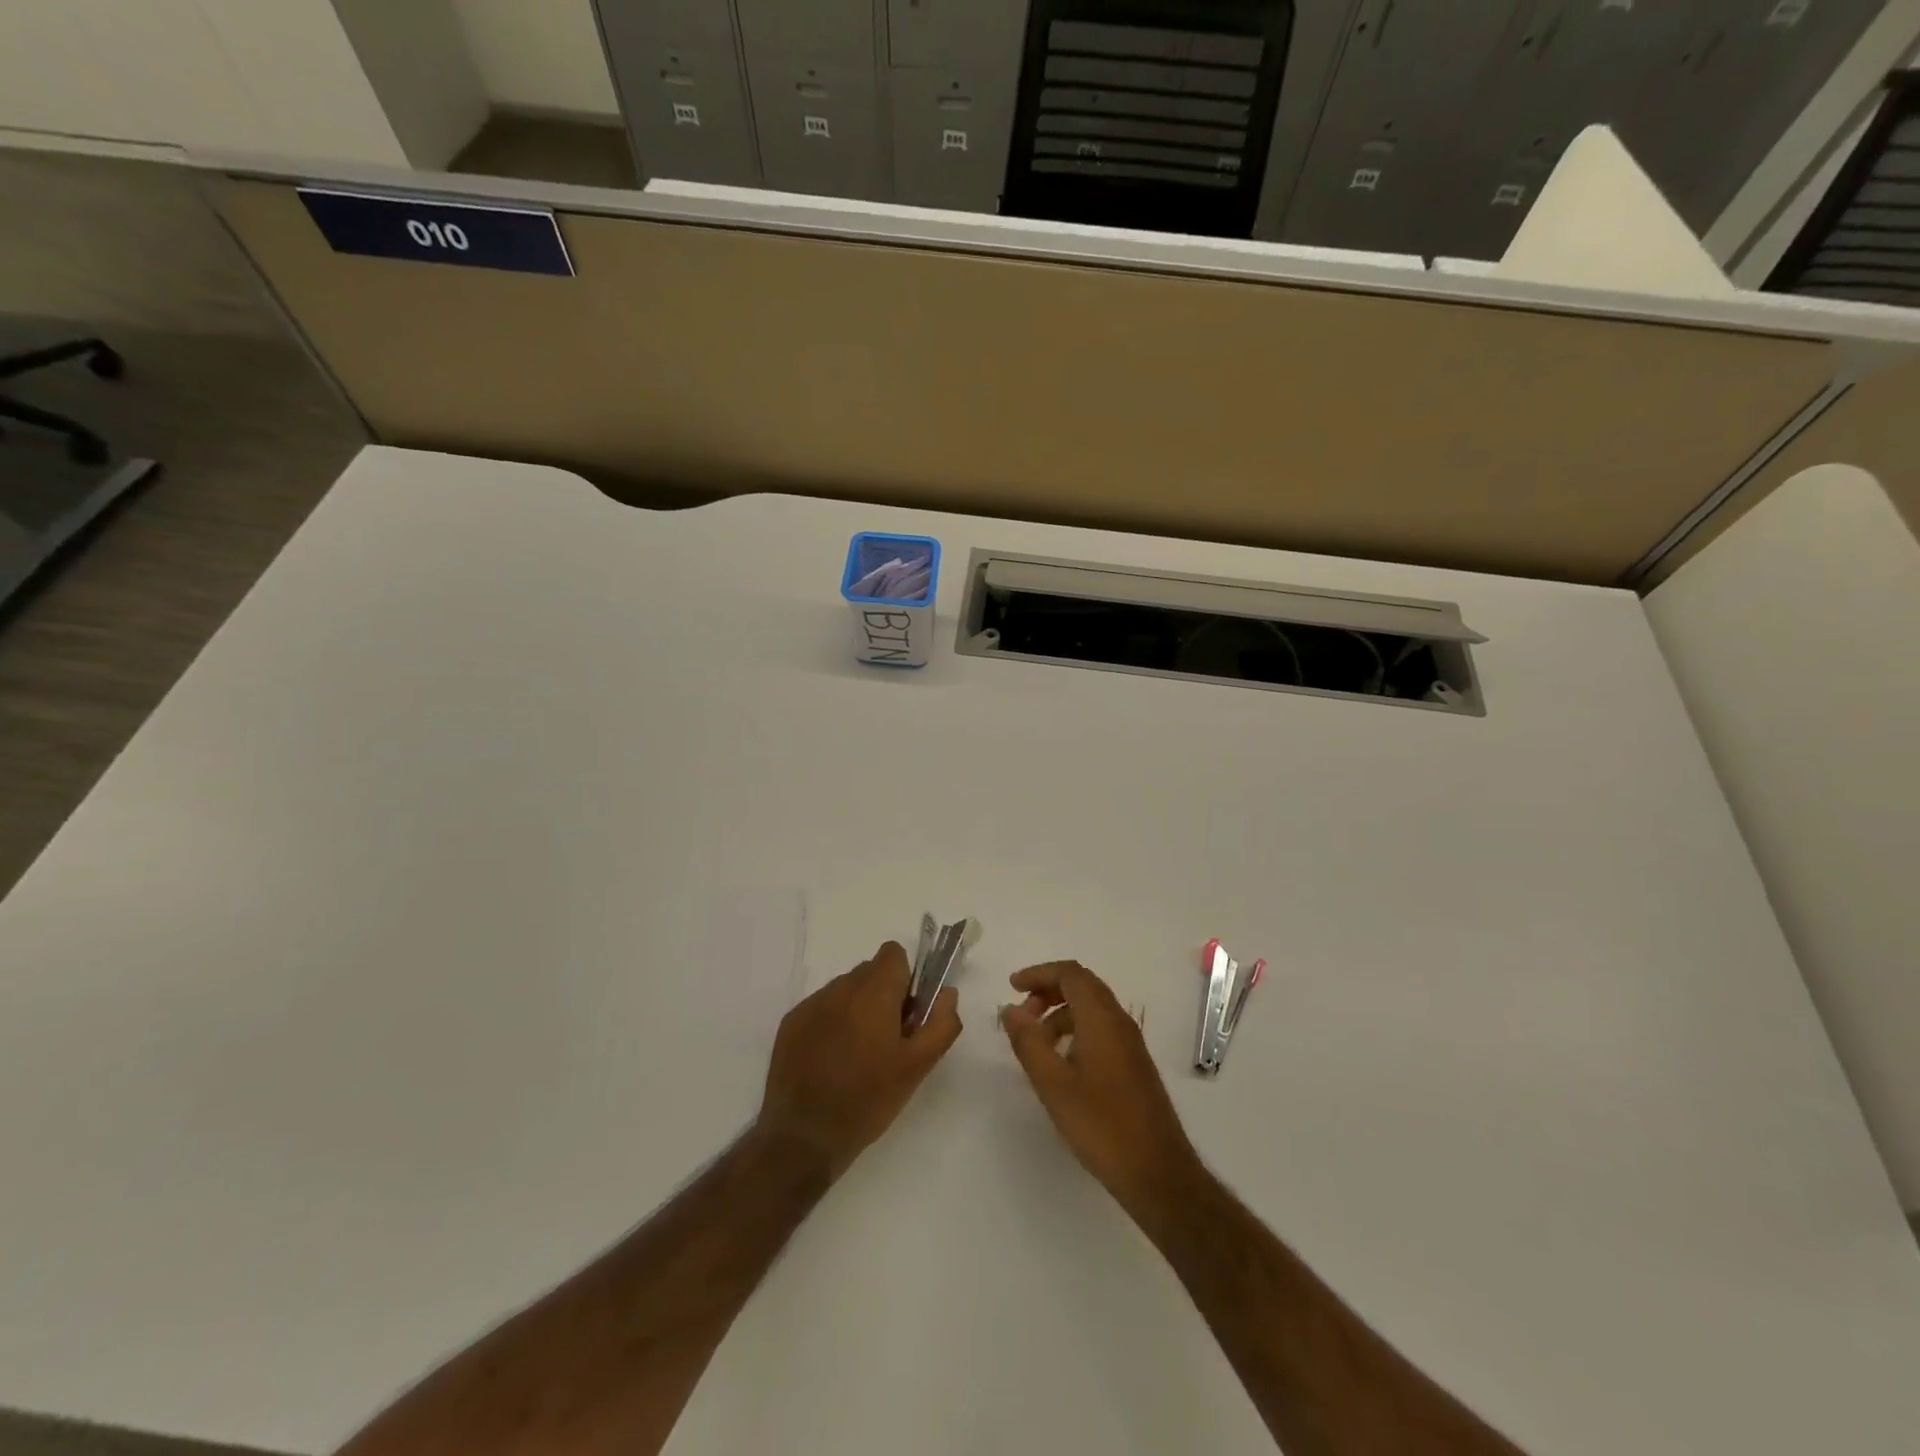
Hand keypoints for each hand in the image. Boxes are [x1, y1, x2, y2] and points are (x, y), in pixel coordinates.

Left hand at [757, 942, 961, 1178]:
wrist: (803, 1137)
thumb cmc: (868, 1099)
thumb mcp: (917, 1067)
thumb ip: (941, 1023)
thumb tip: (948, 993)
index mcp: (873, 992)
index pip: (893, 953)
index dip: (906, 979)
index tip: (907, 1014)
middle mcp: (840, 988)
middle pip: (870, 972)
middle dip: (883, 996)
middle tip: (887, 1041)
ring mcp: (811, 1004)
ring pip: (845, 990)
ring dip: (857, 1009)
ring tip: (857, 1056)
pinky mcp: (790, 1023)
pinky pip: (821, 1009)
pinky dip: (831, 1024)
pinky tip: (831, 1063)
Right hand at [1000, 961, 1201, 1216]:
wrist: (1157, 1172)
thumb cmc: (1101, 1125)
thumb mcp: (1053, 1084)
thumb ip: (1028, 1042)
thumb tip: (1010, 1009)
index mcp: (1102, 1019)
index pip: (1070, 974)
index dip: (1039, 973)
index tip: (1012, 987)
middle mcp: (1120, 1022)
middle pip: (1082, 986)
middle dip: (1048, 991)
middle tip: (1021, 1014)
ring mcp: (1131, 1044)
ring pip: (1092, 1009)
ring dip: (1060, 1014)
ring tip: (1036, 1044)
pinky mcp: (1134, 1065)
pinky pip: (1101, 1030)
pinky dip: (1075, 1031)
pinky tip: (1061, 1064)